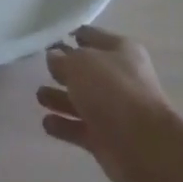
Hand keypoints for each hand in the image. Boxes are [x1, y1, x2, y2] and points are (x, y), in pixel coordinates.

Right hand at [38, 26, 181, 181]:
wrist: (143, 145)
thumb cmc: (113, 91)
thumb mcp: (81, 64)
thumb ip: (62, 59)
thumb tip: (53, 56)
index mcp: (120, 50)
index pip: (92, 36)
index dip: (72, 36)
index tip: (50, 39)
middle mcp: (119, 77)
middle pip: (86, 70)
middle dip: (64, 70)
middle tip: (42, 70)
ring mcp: (114, 109)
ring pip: (82, 100)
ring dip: (60, 98)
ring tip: (39, 96)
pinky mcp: (106, 138)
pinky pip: (80, 128)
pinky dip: (64, 126)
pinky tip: (46, 123)